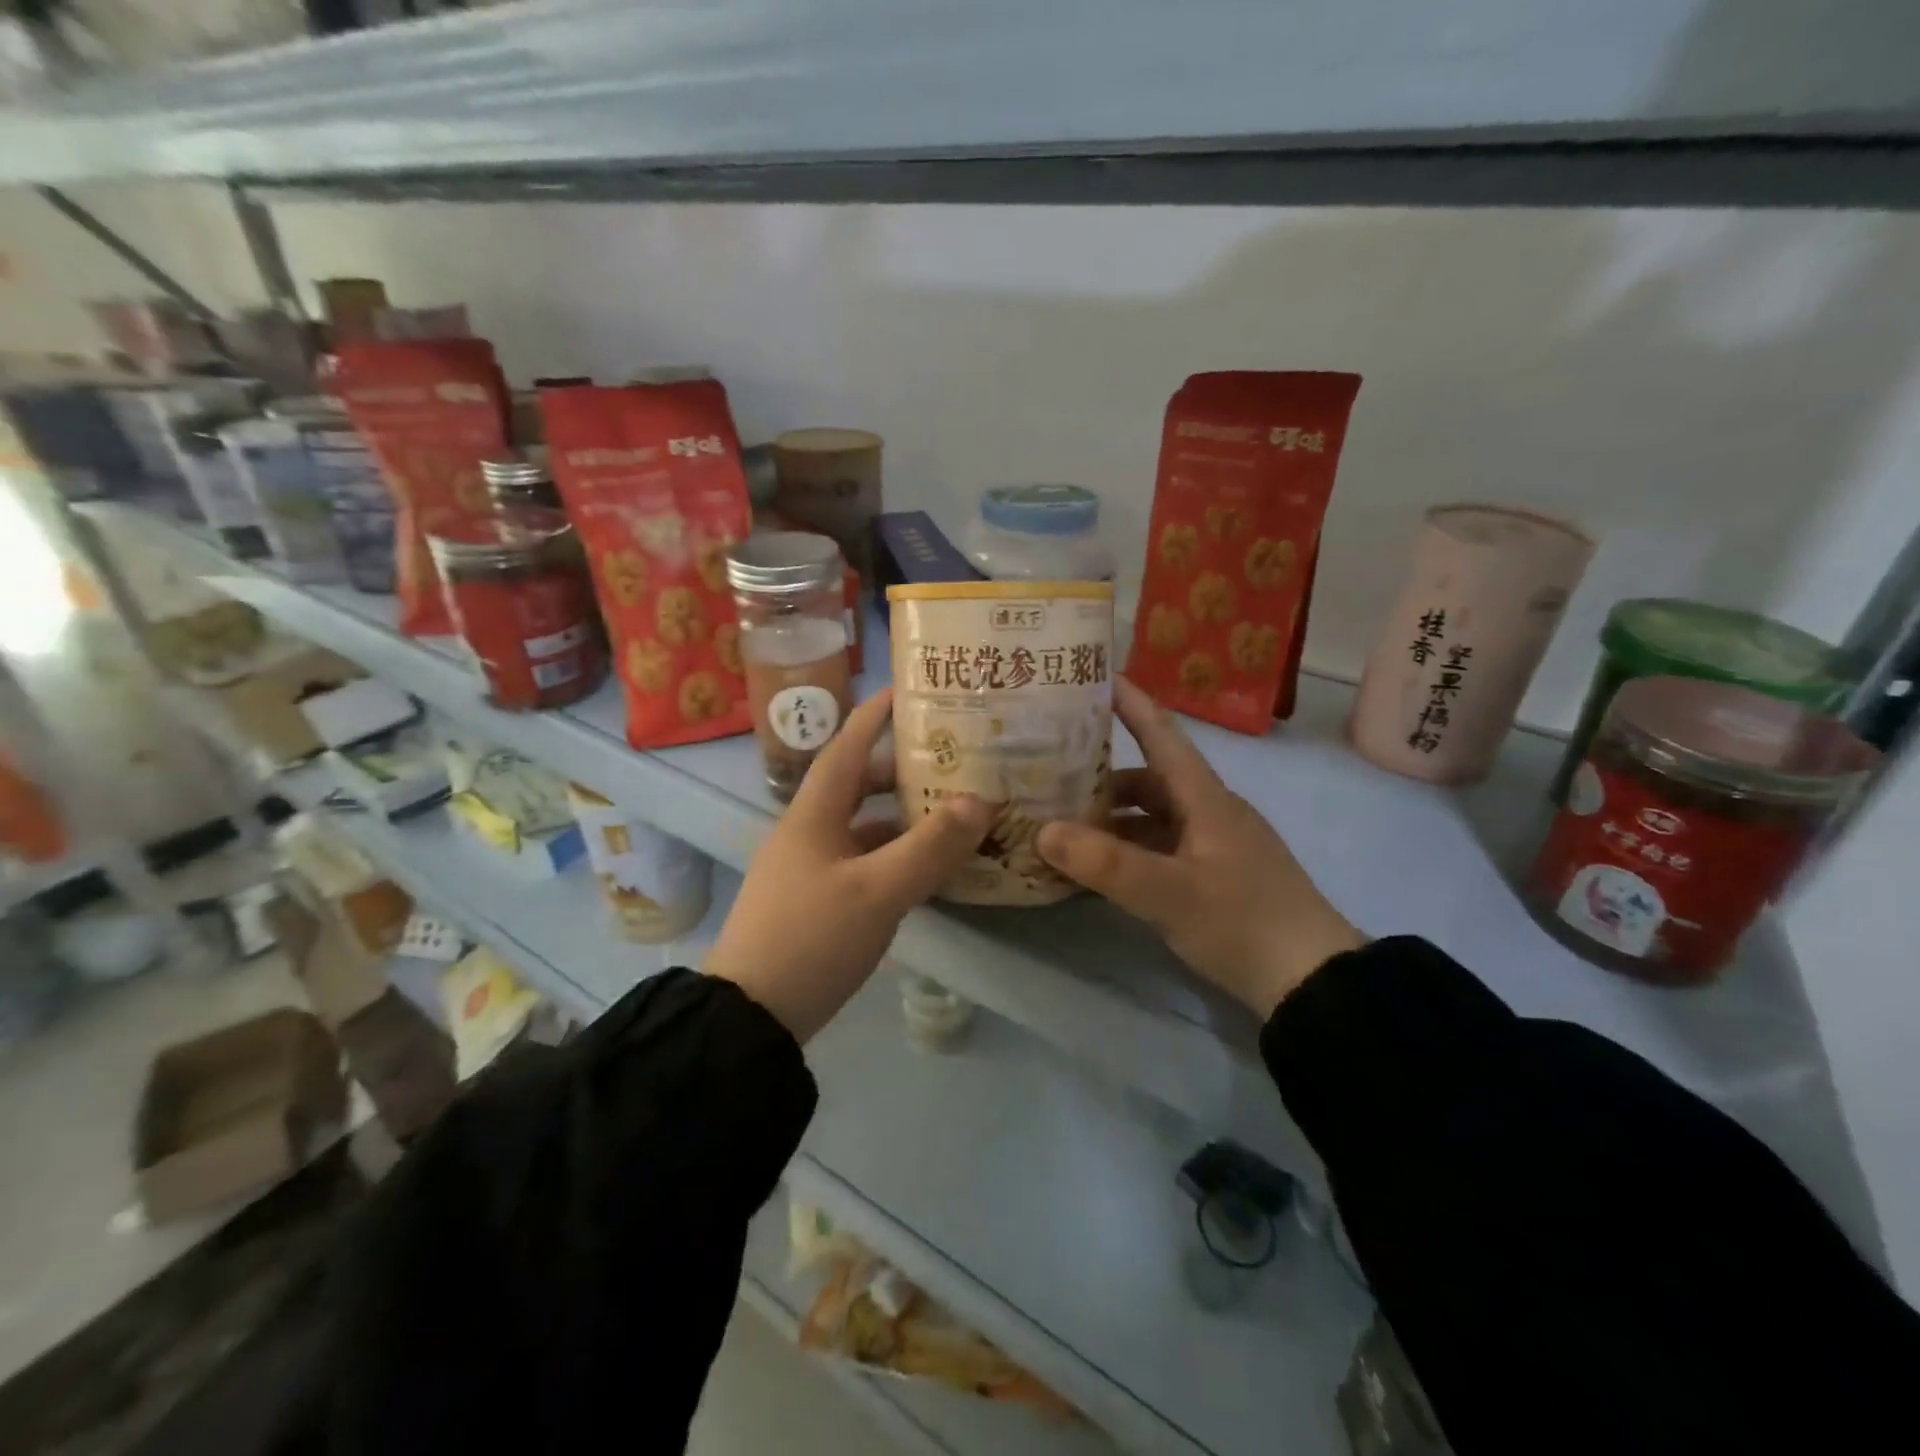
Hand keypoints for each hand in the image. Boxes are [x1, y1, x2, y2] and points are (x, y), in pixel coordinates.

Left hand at [706, 689, 992, 1042]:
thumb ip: (931, 846)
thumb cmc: (811, 937)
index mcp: (814, 813)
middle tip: (953, 759)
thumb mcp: (877, 890)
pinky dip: (896, 855)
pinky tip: (927, 867)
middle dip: (902, 769)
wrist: (750, 1017)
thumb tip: (981, 801)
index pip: (847, 745)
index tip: (909, 688)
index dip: (876, 713)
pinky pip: (864, 861)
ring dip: (903, 816)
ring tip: (953, 811)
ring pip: (864, 826)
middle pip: (858, 784)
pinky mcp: (817, 901)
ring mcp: (811, 868)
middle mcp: (809, 831)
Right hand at [1036, 678, 1363, 1017]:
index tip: (1096, 676)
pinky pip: (1160, 849)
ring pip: (1153, 817)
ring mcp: (1214, 846)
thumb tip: (1043, 831)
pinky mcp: (1214, 876)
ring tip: (1063, 826)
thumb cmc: (1243, 922)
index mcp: (1205, 798)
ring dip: (1112, 818)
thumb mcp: (1168, 893)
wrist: (1313, 982)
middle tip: (1052, 771)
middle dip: (1102, 773)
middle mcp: (1209, 812)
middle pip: (1149, 779)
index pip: (1162, 735)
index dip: (1131, 703)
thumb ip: (1105, 863)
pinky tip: (1099, 869)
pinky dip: (1128, 851)